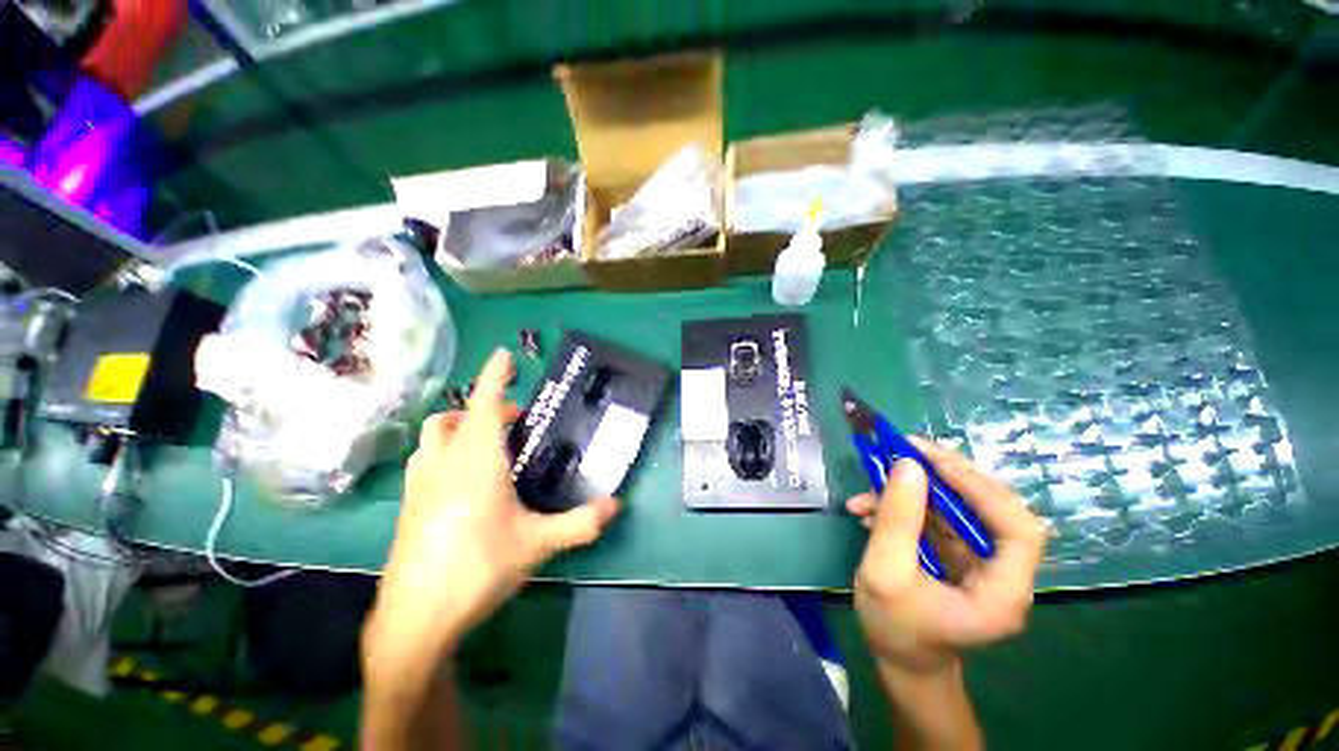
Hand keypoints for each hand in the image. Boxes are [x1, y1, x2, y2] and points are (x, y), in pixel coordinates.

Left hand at [363, 348, 620, 681]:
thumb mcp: (537, 543)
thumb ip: (580, 522)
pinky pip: (425, 461)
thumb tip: (616, 505)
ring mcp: (419, 485)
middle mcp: (443, 463)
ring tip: (487, 445)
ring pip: (433, 437)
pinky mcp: (408, 506)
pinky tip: (462, 480)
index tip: (503, 354)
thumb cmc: (478, 568)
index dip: (494, 376)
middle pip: (453, 417)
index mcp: (476, 461)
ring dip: (458, 428)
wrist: (415, 619)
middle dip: (482, 408)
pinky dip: (445, 453)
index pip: (484, 404)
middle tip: (514, 423)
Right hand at [846, 437, 1047, 674]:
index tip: (933, 462)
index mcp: (1001, 591)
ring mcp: (980, 561)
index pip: (1018, 529)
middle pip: (992, 507)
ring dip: (914, 490)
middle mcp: (1002, 571)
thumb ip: (897, 519)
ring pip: (959, 507)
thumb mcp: (885, 572)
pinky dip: (905, 506)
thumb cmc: (894, 627)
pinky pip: (938, 517)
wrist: (898, 658)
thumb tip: (908, 464)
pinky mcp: (958, 554)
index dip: (981, 489)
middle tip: (905, 449)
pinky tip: (870, 509)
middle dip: (946, 475)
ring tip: (870, 487)